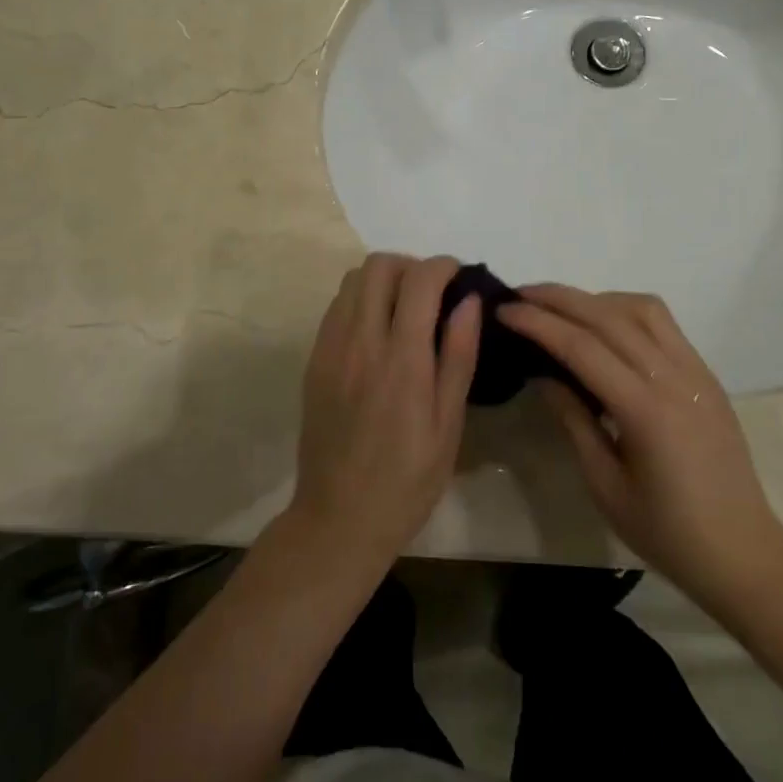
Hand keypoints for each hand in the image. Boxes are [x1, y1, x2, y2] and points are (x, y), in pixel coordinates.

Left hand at [290, 254, 481, 569]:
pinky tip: (377, 331)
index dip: (444, 266)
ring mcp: (330, 348)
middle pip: (379, 266)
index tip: (460, 277)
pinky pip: (336, 307)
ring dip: (383, 280)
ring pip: (352, 280)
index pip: (419, 280)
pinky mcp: (314, 359)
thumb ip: (458, 356)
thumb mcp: (448, 425)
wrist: (339, 516)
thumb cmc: (407, 480)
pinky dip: (360, 300)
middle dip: (411, 265)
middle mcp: (361, 342)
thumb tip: (469, 301)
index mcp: (402, 359)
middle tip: (432, 293)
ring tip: (405, 309)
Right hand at [497, 285, 782, 618]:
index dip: (538, 323)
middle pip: (608, 315)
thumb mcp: (604, 484)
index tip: (504, 310)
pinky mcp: (706, 375)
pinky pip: (663, 324)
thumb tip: (542, 375)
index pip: (582, 347)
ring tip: (560, 308)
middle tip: (519, 294)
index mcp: (646, 411)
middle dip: (558, 298)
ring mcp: (696, 372)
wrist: (743, 552)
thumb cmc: (666, 531)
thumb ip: (573, 420)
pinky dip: (625, 310)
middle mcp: (673, 378)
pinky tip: (603, 326)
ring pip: (641, 308)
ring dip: (595, 298)